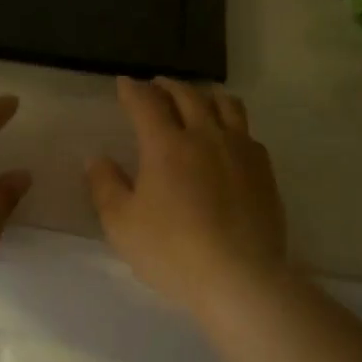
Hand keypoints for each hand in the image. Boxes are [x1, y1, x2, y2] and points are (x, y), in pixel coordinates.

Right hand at [87, 77, 290, 315]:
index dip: (133, 91)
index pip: (146, 104)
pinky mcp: (264, 170)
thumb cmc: (171, 251)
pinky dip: (230, 122)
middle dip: (167, 86)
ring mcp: (241, 151)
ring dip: (205, 95)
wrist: (239, 277)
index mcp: (166, 145)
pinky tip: (227, 137)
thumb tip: (97, 159)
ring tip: (196, 99)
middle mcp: (206, 136)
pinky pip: (247, 131)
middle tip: (156, 86)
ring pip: (226, 105)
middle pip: (188, 96)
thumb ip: (105, 186)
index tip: (124, 84)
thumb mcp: (121, 224)